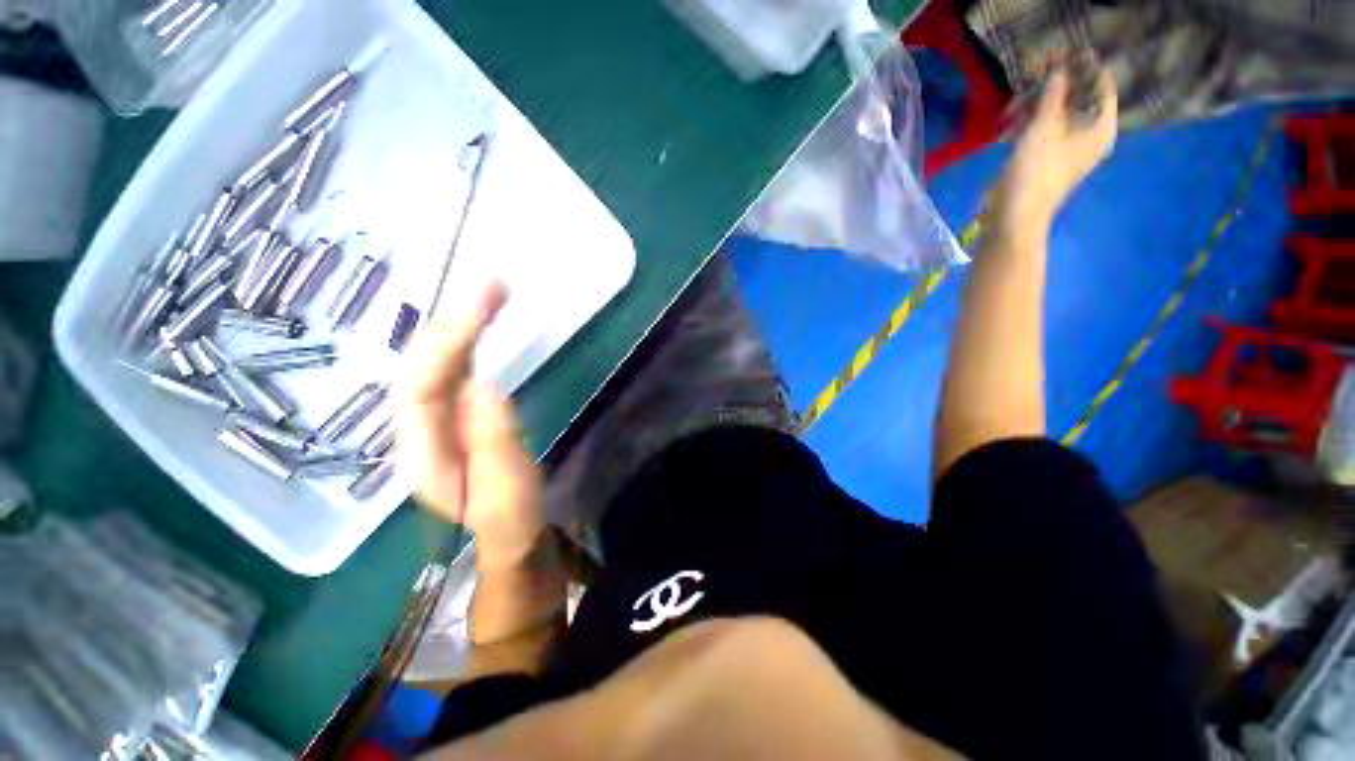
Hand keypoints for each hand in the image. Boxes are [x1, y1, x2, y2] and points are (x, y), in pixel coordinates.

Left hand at [398, 283, 545, 568]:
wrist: (511, 535)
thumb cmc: (511, 517)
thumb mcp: (507, 485)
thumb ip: (493, 437)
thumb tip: (484, 382)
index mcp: (423, 452)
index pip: (420, 387)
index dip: (446, 346)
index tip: (479, 311)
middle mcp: (420, 430)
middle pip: (425, 366)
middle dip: (454, 323)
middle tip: (490, 285)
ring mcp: (438, 421)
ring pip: (439, 364)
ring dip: (462, 326)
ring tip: (490, 293)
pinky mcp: (458, 415)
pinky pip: (457, 371)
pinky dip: (471, 343)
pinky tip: (483, 325)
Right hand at [995, 62, 1117, 227]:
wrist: (1015, 214)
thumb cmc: (1036, 169)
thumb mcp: (1044, 125)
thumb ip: (1054, 92)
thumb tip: (1059, 67)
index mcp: (1102, 125)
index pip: (1102, 84)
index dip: (1083, 67)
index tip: (1059, 57)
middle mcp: (1091, 133)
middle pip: (1077, 97)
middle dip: (1052, 88)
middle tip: (1028, 82)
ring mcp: (1069, 146)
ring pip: (1056, 113)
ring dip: (1033, 108)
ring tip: (1009, 114)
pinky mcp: (1048, 157)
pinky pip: (1044, 130)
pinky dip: (1028, 124)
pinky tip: (1007, 129)